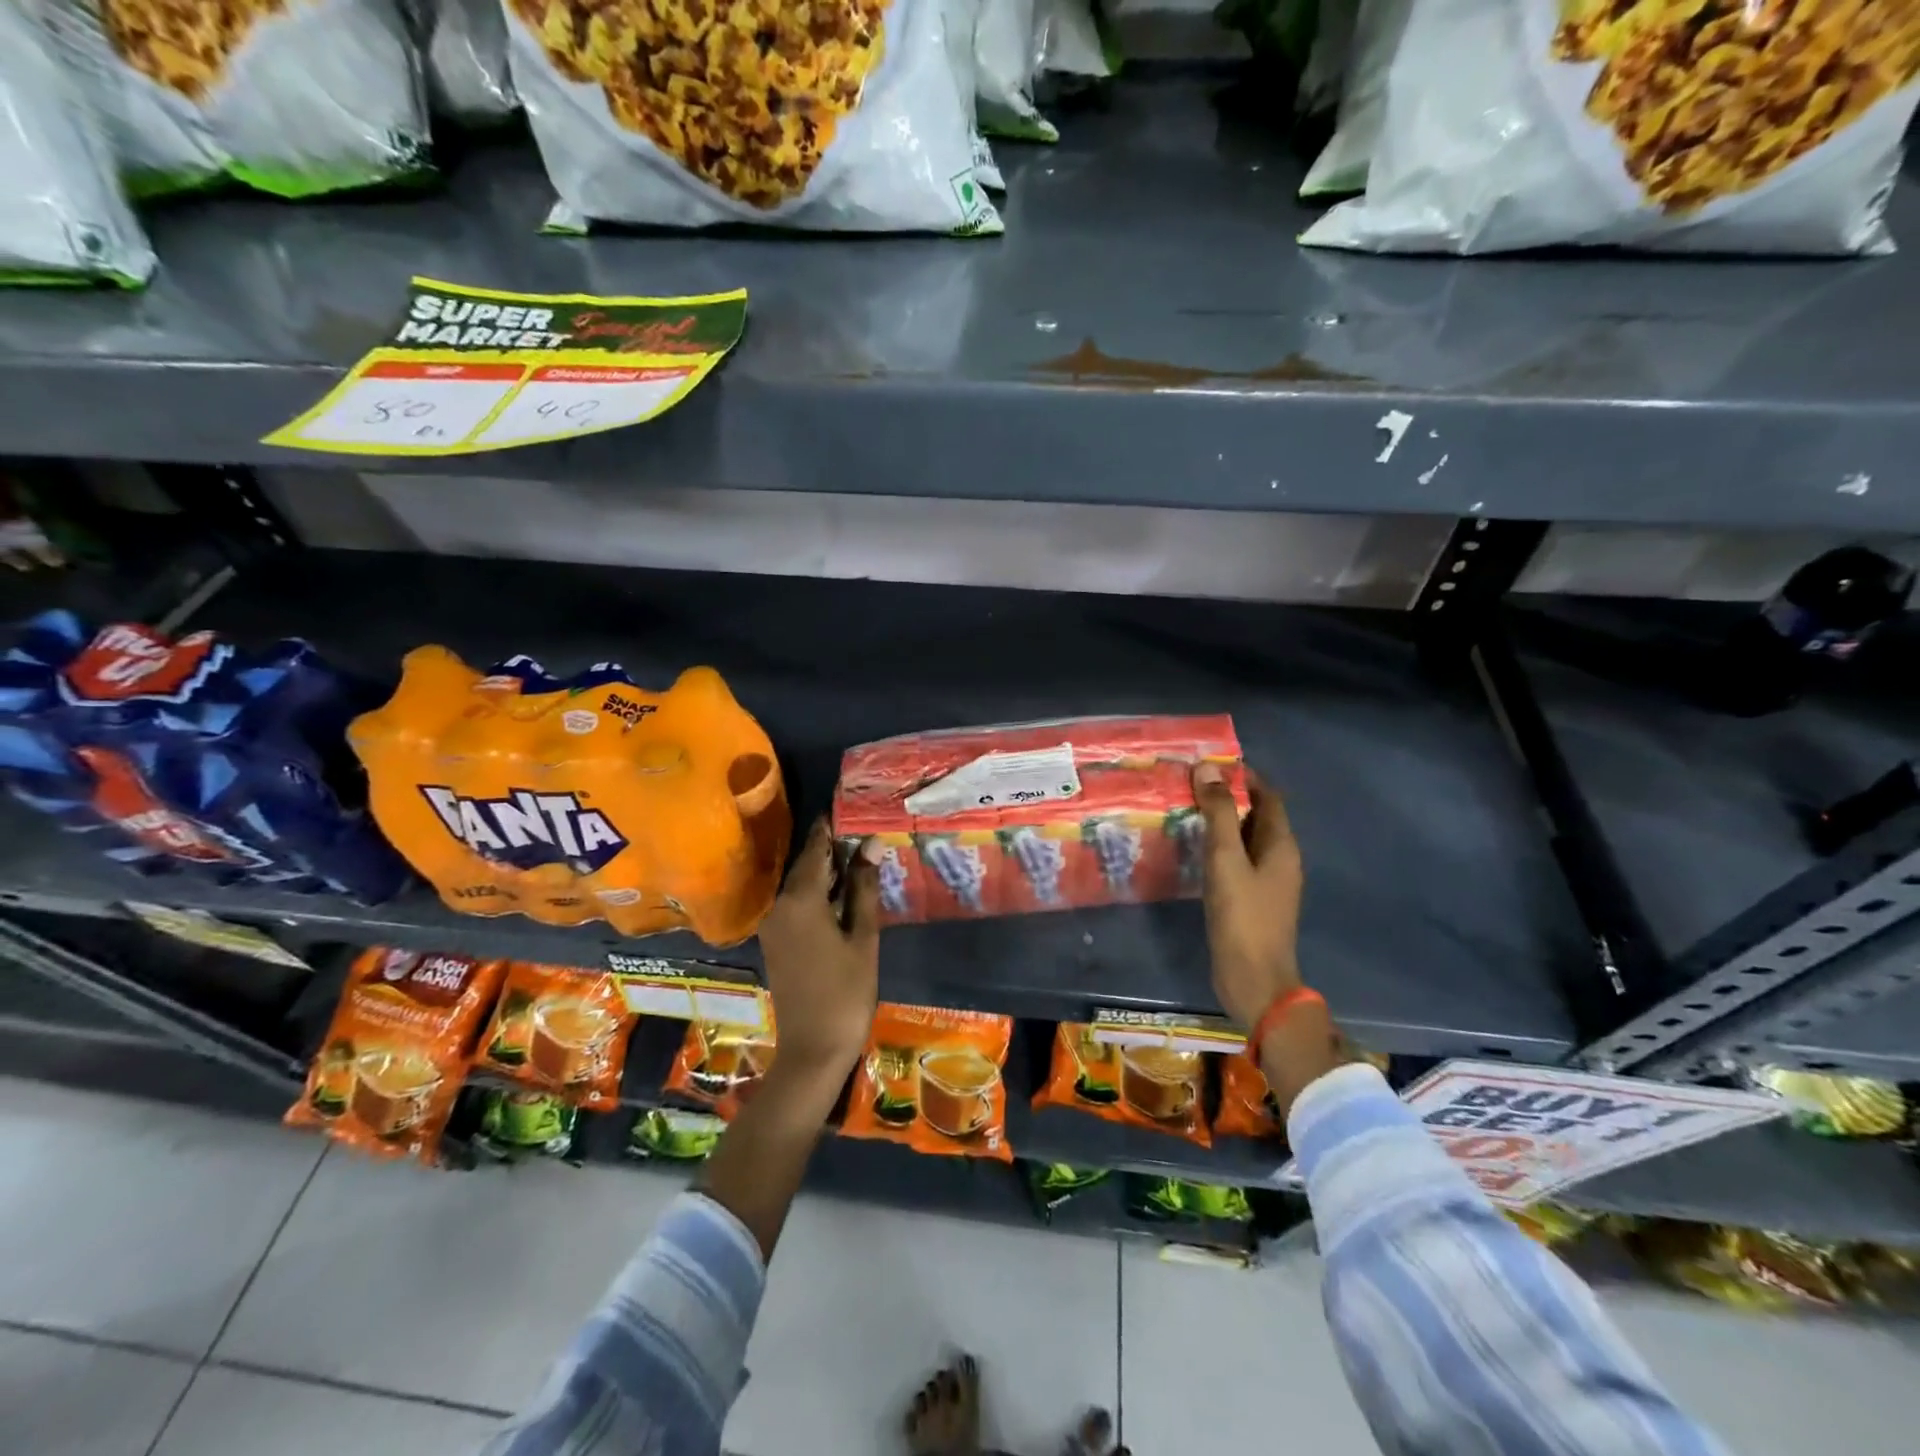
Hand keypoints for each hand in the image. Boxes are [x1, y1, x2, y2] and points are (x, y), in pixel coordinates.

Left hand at [757, 818, 881, 1083]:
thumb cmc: (846, 992)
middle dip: (831, 847)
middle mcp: (778, 905)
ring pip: (799, 883)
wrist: (813, 1050)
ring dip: (825, 870)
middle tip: (861, 830)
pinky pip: (795, 902)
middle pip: (805, 864)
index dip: (832, 828)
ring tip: (858, 855)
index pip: (816, 849)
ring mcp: (773, 924)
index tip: (848, 806)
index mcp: (800, 899)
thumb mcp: (863, 937)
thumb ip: (864, 888)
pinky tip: (841, 892)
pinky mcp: (776, 940)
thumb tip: (871, 844)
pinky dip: (816, 891)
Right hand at [1191, 762, 1303, 1030]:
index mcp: (1281, 846)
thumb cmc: (1242, 917)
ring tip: (1185, 810)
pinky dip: (1218, 848)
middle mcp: (1279, 859)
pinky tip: (1192, 850)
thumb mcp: (1226, 860)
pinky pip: (1236, 861)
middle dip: (1229, 797)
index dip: (1244, 777)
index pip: (1268, 797)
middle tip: (1189, 784)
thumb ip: (1219, 814)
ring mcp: (1266, 882)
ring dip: (1221, 822)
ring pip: (1245, 840)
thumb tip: (1209, 768)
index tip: (1210, 764)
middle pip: (1257, 816)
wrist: (1254, 981)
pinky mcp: (1250, 900)